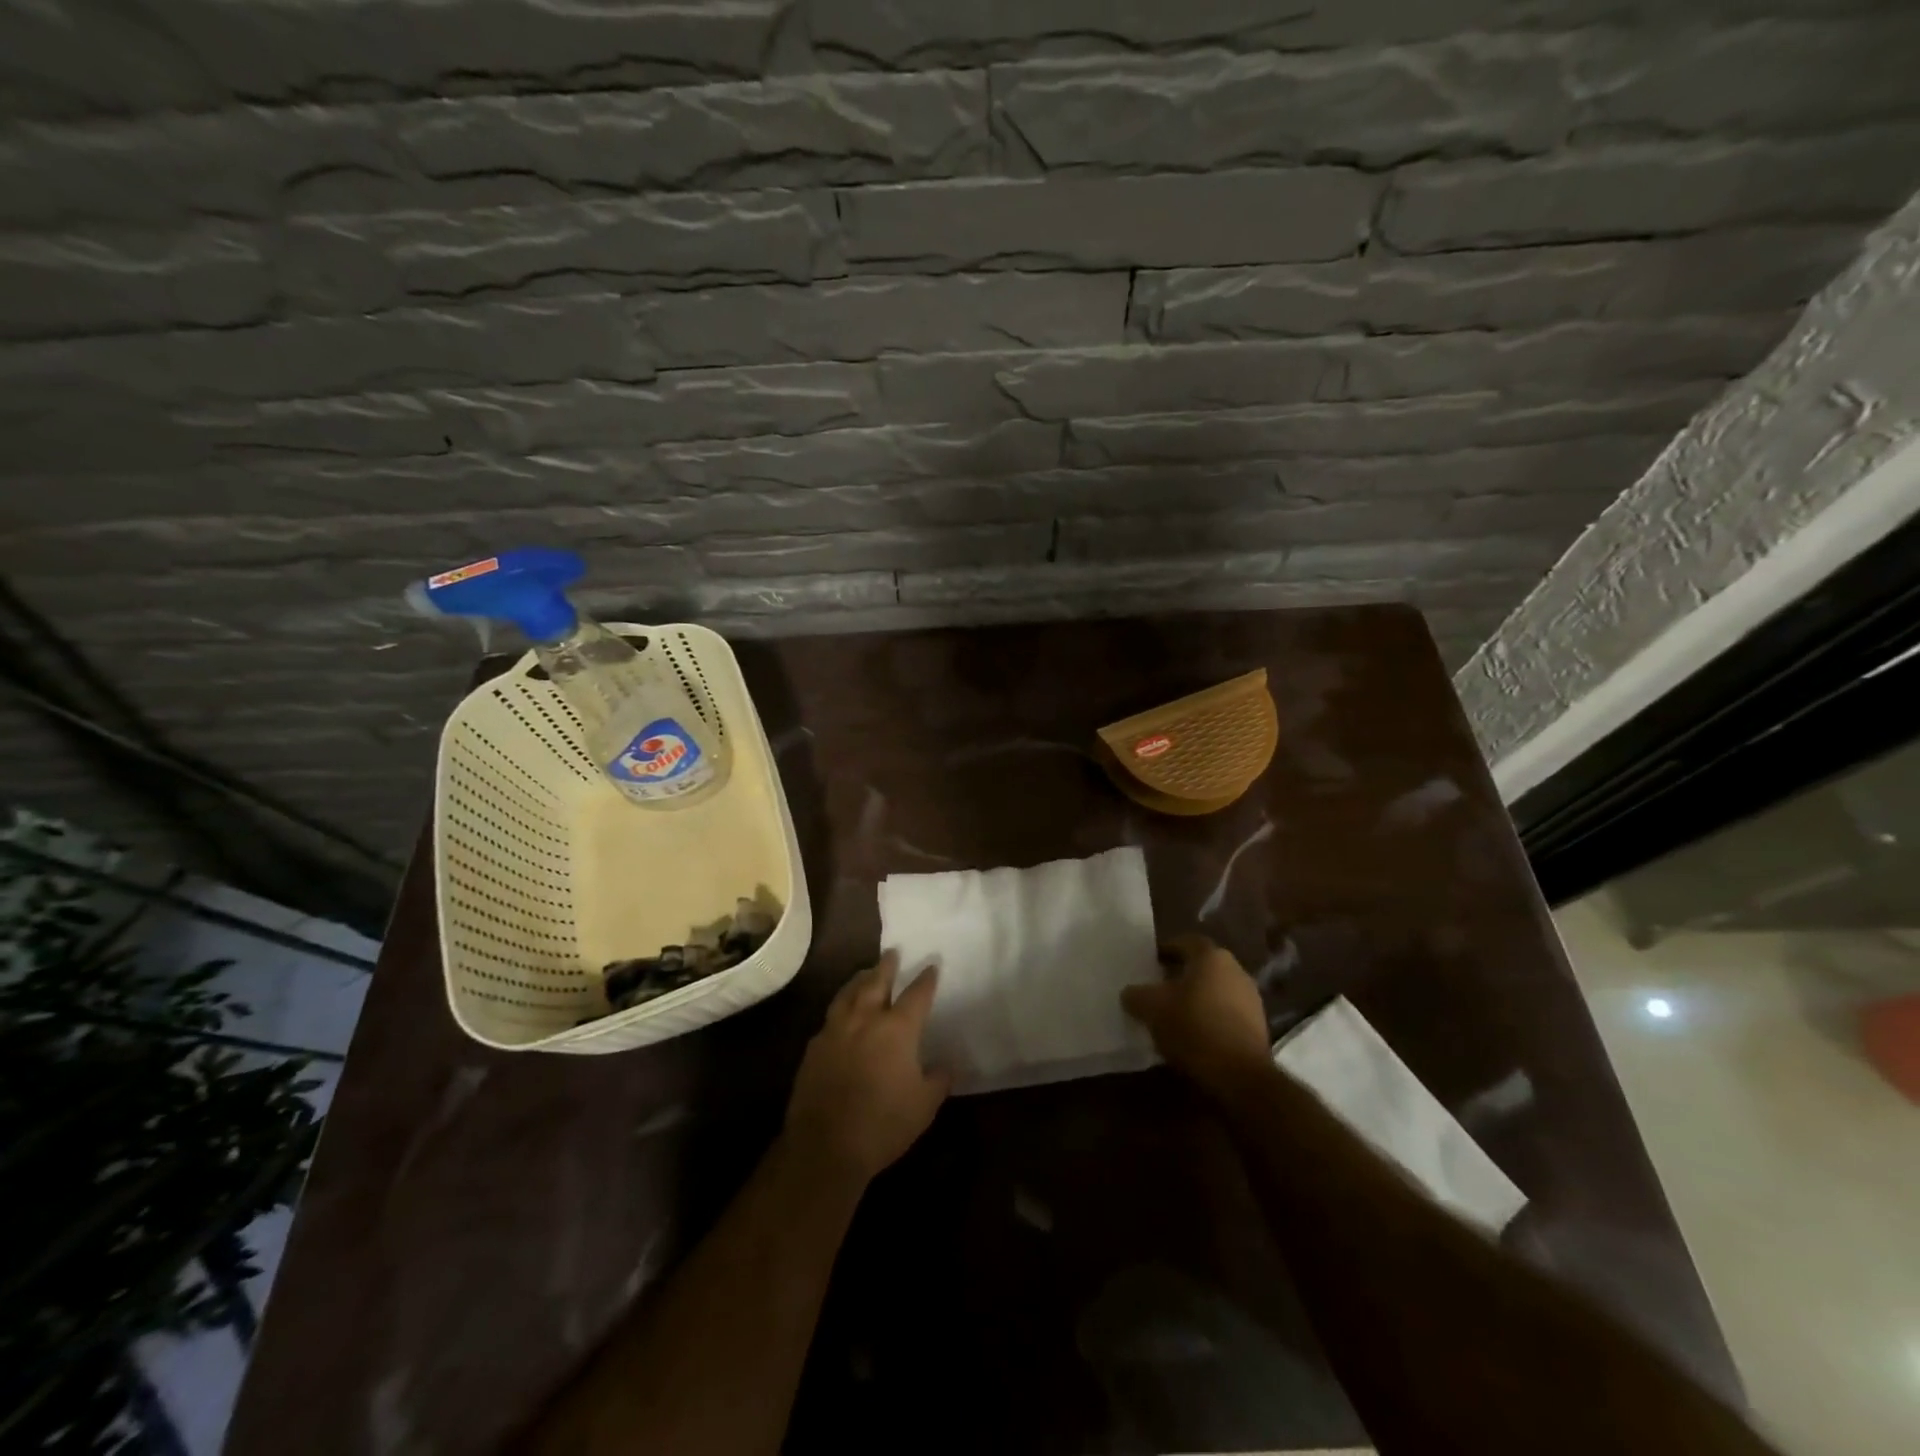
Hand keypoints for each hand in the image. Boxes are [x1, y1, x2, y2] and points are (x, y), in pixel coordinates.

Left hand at [784, 952, 951, 1184]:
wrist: (825, 1146)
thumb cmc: (883, 1124)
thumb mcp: (924, 1106)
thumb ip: (939, 1079)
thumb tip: (947, 1064)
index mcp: (897, 1029)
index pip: (917, 994)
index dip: (926, 979)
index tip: (932, 965)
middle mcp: (866, 1019)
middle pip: (876, 981)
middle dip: (886, 965)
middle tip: (892, 952)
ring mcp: (835, 1030)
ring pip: (848, 993)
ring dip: (860, 980)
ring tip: (865, 973)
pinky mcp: (814, 1047)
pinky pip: (830, 1018)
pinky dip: (841, 1008)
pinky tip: (841, 1015)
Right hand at [1122, 934, 1274, 1096]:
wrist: (1240, 1074)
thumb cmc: (1193, 1027)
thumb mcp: (1152, 1009)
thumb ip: (1136, 995)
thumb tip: (1129, 993)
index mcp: (1211, 957)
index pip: (1186, 942)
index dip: (1166, 950)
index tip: (1150, 962)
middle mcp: (1236, 970)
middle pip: (1203, 967)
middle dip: (1181, 976)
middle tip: (1159, 988)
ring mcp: (1251, 999)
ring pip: (1216, 990)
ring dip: (1196, 999)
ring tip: (1174, 1015)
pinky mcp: (1258, 1027)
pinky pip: (1227, 1014)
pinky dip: (1210, 1018)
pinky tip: (1194, 1036)